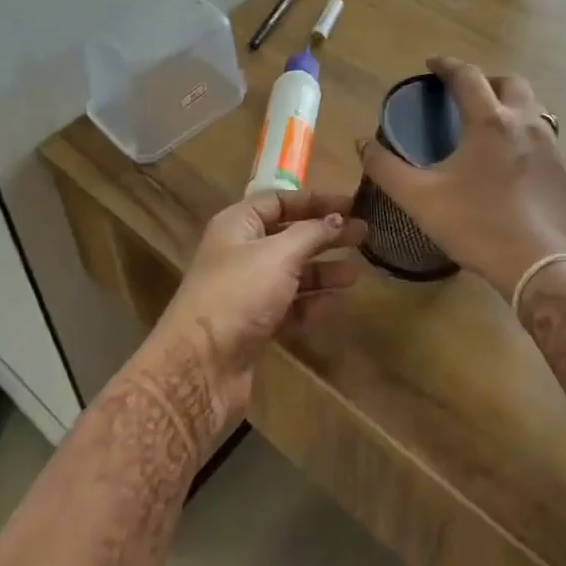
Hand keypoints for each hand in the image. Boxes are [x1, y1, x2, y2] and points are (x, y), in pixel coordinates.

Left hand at [148, 189, 366, 429]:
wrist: (202, 365)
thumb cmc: (239, 293)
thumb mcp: (279, 254)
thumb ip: (311, 234)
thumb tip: (337, 218)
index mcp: (237, 225)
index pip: (278, 200)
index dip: (314, 201)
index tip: (350, 206)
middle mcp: (240, 253)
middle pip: (289, 236)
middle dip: (324, 235)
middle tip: (363, 235)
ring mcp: (246, 290)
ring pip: (292, 273)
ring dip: (323, 271)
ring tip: (356, 273)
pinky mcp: (254, 324)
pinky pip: (289, 306)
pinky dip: (312, 303)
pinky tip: (336, 303)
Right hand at [358, 57, 565, 294]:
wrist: (539, 266)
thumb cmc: (475, 225)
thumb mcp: (419, 198)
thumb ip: (385, 168)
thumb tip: (362, 143)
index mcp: (489, 122)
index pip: (467, 76)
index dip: (447, 65)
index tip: (432, 64)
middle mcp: (525, 124)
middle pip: (512, 83)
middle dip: (488, 80)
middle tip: (468, 94)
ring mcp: (552, 149)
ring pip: (534, 110)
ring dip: (512, 107)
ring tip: (491, 127)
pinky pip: (546, 143)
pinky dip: (526, 140)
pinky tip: (513, 166)